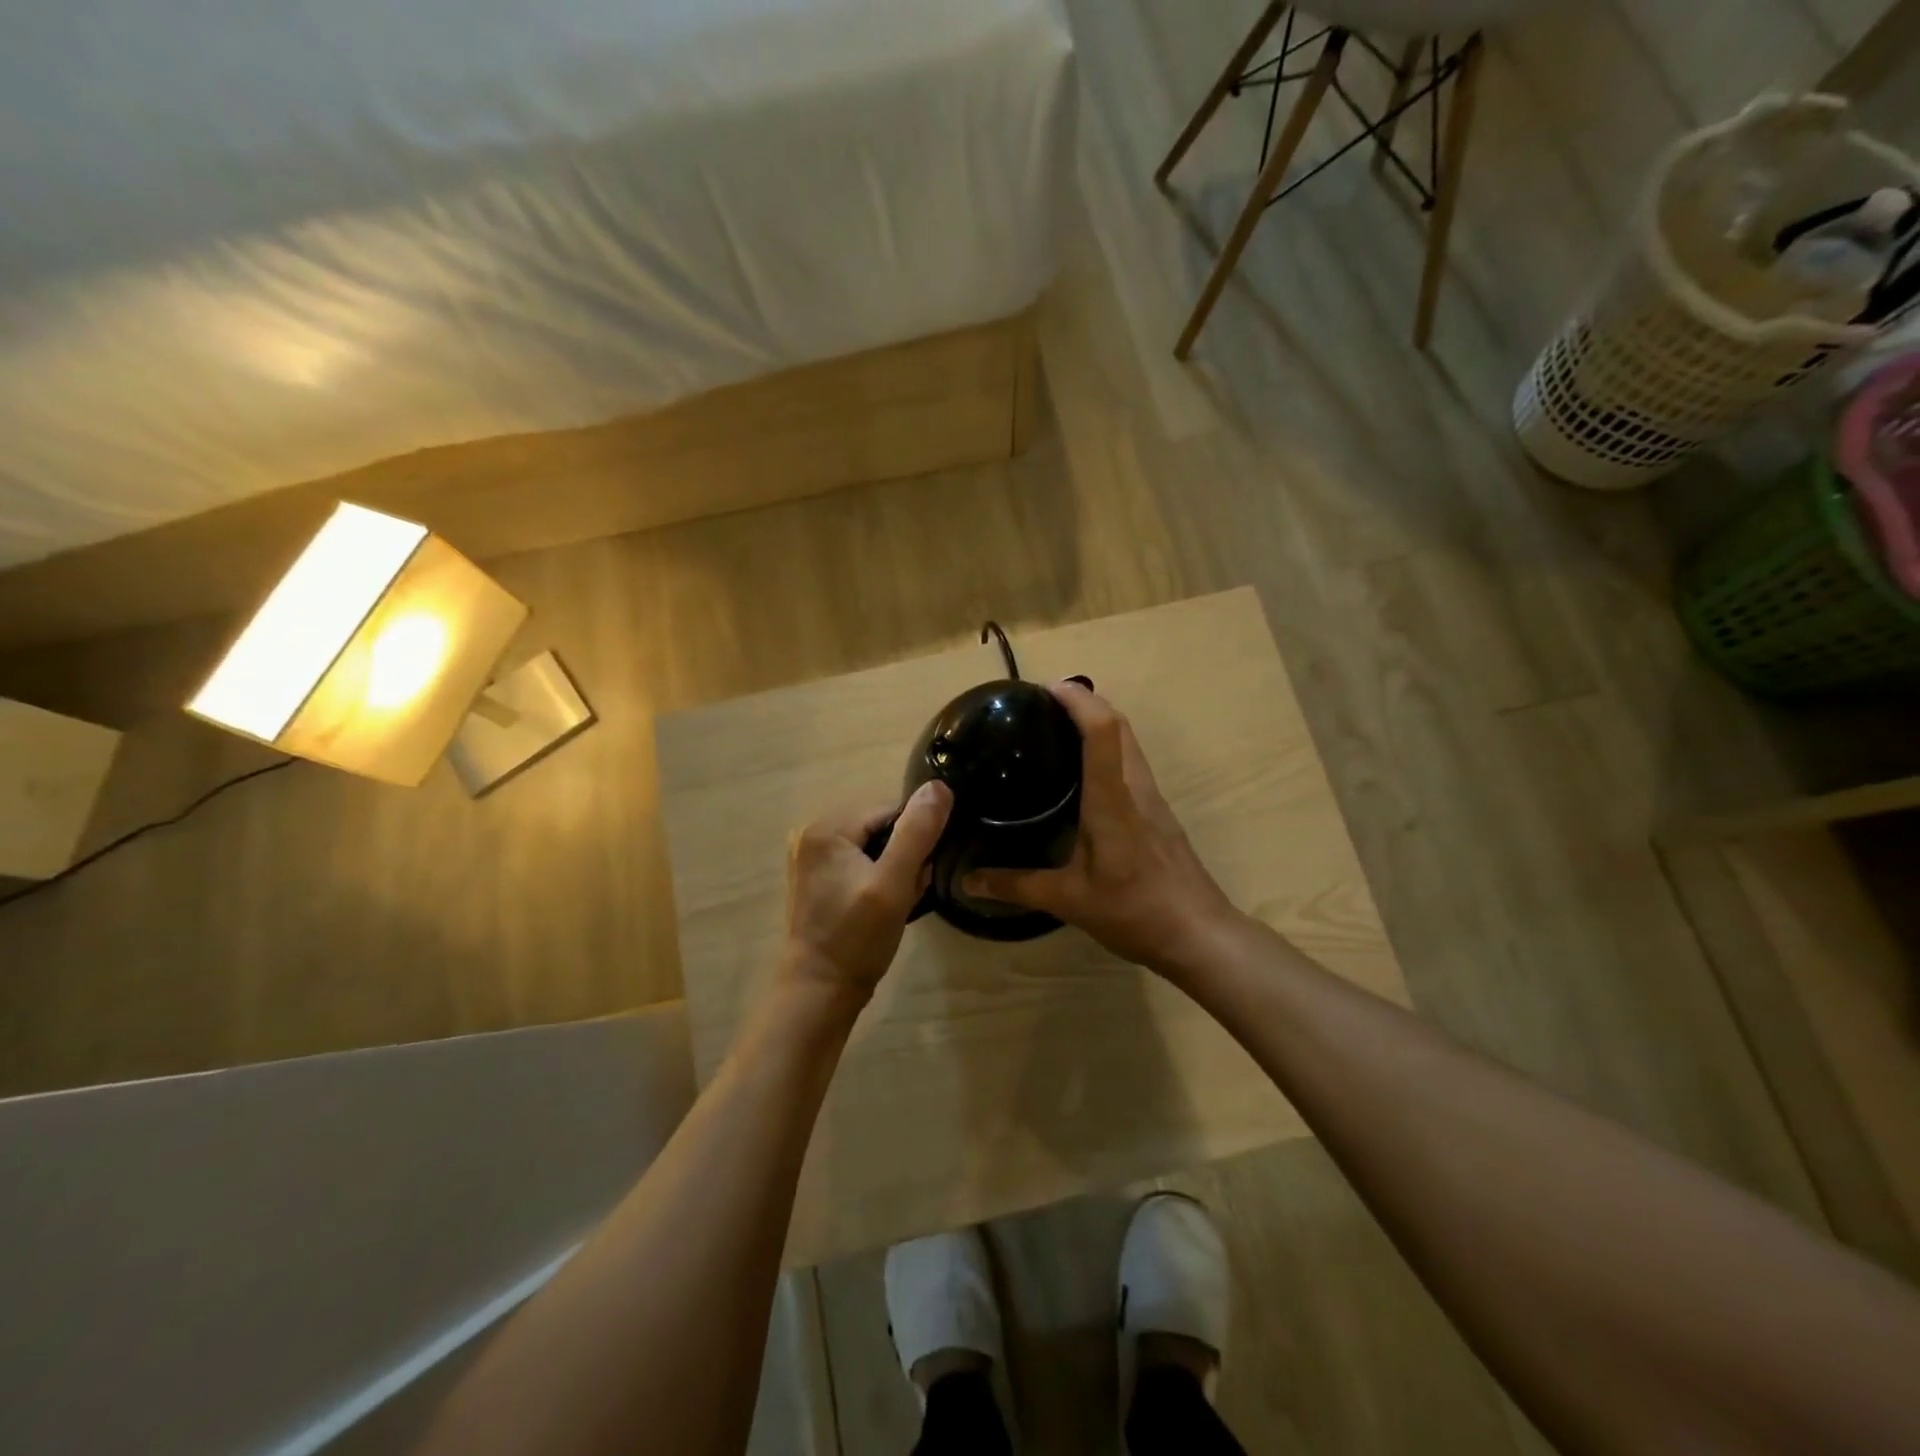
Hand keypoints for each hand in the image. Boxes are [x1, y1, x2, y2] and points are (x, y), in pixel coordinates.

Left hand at [782, 781, 953, 1001]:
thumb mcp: (894, 883)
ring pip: (873, 845)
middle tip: (910, 891)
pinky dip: (877, 877)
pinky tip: (882, 904)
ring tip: (898, 900)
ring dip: (894, 868)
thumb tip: (939, 786)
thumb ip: (917, 832)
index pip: (891, 810)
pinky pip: (859, 862)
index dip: (915, 838)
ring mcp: (811, 856)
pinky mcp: (817, 877)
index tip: (920, 873)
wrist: (821, 991)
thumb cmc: (857, 938)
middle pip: (881, 826)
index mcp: (827, 827)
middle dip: (904, 854)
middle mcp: (812, 832)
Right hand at [962, 681, 1239, 975]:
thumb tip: (966, 881)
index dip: (1077, 701)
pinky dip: (1110, 748)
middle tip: (1045, 704)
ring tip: (1060, 728)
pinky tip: (1086, 774)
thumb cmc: (1134, 911)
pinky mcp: (1160, 814)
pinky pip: (1133, 763)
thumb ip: (1016, 886)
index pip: (1102, 731)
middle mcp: (1136, 788)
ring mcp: (1153, 799)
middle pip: (1120, 725)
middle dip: (1087, 702)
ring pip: (1130, 742)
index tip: (1046, 689)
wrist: (1199, 935)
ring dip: (1101, 722)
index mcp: (1113, 800)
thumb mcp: (1068, 900)